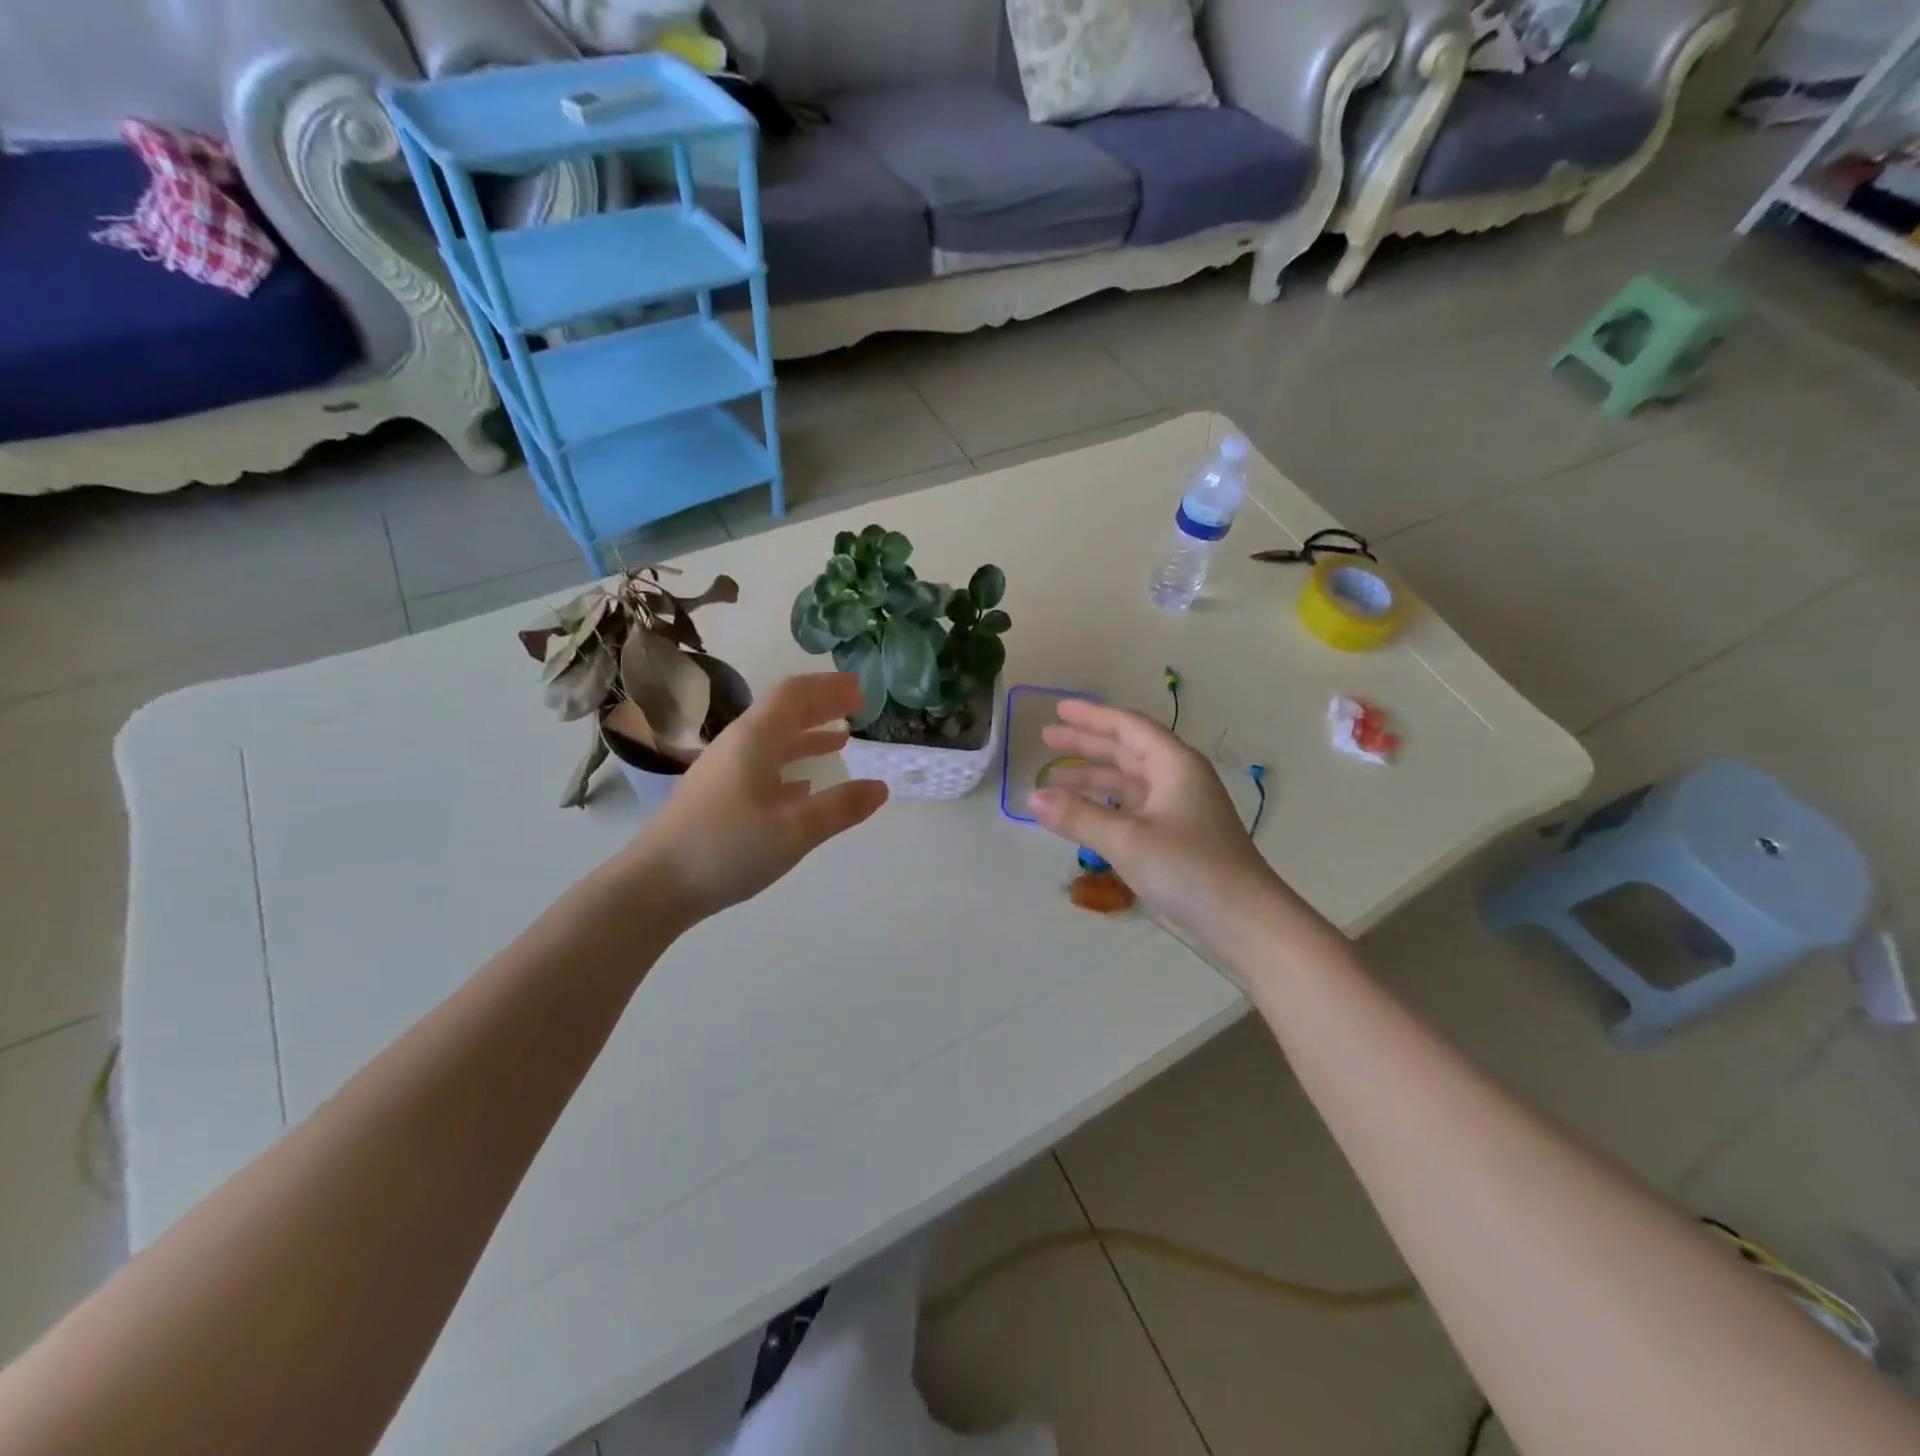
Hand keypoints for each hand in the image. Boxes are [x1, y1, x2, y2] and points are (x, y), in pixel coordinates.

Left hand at [629, 673, 887, 923]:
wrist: (656, 885)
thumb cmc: (728, 847)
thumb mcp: (795, 829)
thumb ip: (842, 807)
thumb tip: (881, 787)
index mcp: (756, 738)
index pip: (795, 694)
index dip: (830, 687)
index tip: (861, 688)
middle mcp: (738, 745)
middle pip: (785, 712)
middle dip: (823, 706)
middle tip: (858, 706)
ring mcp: (725, 771)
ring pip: (774, 741)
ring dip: (809, 736)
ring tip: (841, 741)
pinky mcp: (718, 796)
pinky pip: (763, 767)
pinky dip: (791, 765)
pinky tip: (805, 785)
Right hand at [1029, 700, 1317, 968]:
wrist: (1246, 926)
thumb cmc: (1190, 870)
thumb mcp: (1128, 840)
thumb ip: (1079, 816)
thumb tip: (1032, 797)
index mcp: (1175, 766)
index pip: (1128, 728)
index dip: (1092, 716)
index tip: (1058, 709)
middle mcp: (1178, 781)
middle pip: (1126, 752)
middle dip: (1087, 744)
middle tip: (1047, 739)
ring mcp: (1178, 812)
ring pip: (1128, 783)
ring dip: (1092, 779)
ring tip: (1053, 779)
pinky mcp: (1175, 841)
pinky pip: (1132, 810)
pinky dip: (1104, 808)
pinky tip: (1082, 815)